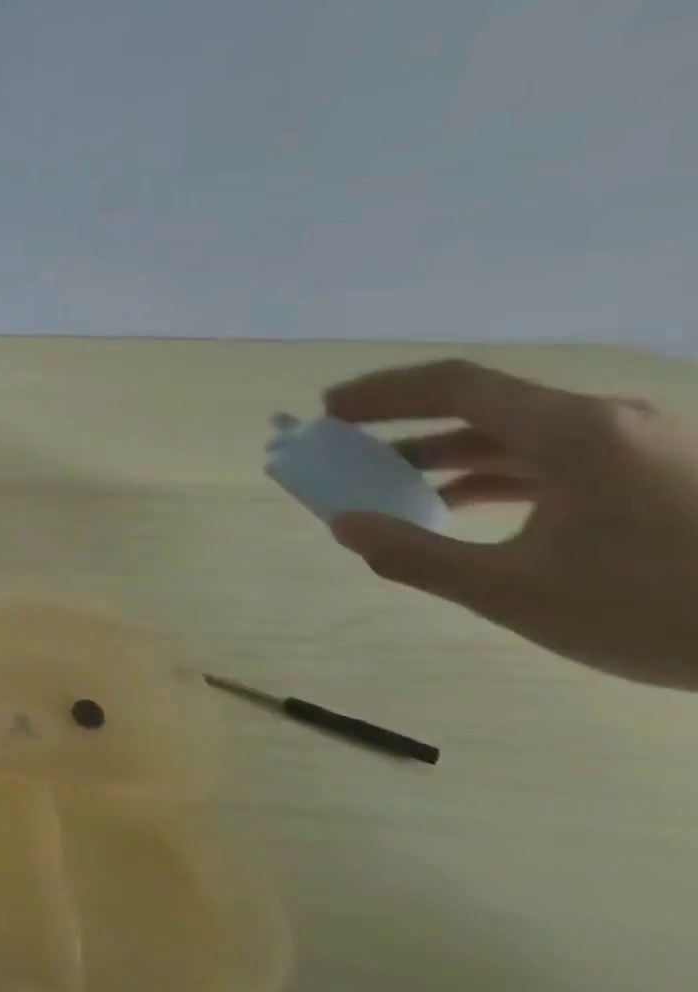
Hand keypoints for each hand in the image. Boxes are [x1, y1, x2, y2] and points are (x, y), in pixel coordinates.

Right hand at [324, 359, 697, 690]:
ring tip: (393, 484)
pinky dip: (497, 473)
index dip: (381, 392)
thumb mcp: (515, 591)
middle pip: (482, 404)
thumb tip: (345, 525)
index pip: (452, 384)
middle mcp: (605, 423)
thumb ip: (414, 554)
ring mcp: (642, 448)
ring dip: (447, 453)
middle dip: (405, 424)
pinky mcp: (663, 476)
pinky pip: (557, 458)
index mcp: (569, 431)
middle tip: (348, 445)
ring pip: (519, 434)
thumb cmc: (663, 607)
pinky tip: (468, 507)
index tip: (327, 411)